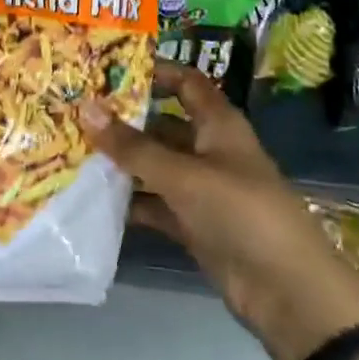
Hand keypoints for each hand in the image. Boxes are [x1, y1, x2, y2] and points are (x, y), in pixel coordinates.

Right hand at [81, 62, 358, 359]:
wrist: (286, 290)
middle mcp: (209, 151)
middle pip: (163, 126)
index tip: (109, 69)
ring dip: (122, 163)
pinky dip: (130, 202)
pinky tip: (93, 199)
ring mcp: (201, 190)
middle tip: (76, 113)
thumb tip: (86, 107)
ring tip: (72, 152)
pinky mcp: (193, 225)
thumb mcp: (183, 174)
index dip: (155, 72)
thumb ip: (133, 146)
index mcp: (219, 126)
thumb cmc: (240, 212)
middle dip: (125, 121)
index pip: (186, 83)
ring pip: (155, 167)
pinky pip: (155, 204)